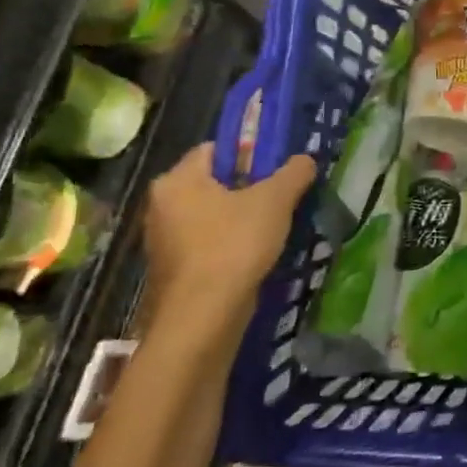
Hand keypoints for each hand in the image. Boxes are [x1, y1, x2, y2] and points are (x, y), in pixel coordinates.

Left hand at [143, 144, 315, 339]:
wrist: (202, 318)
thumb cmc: (234, 246)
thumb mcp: (275, 201)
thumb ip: (293, 173)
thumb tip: (305, 160)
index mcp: (177, 180)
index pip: (215, 148)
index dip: (249, 152)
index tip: (278, 167)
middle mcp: (162, 205)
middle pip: (214, 182)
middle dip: (249, 187)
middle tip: (283, 195)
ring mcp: (164, 240)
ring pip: (212, 215)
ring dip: (241, 217)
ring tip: (276, 225)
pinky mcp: (174, 270)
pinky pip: (208, 243)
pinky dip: (231, 243)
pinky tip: (258, 253)